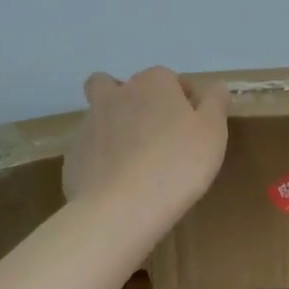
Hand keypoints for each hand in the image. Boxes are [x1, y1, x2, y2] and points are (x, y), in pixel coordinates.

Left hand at [64, 67, 228, 241]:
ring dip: (115, 128)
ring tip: (134, 162)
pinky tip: (117, 184)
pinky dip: (102, 159)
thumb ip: (215, 103)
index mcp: (153, 83)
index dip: (182, 100)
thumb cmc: (177, 165)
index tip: (192, 127)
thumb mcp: (212, 132)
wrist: (120, 209)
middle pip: (122, 87)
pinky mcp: (74, 156)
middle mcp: (116, 95)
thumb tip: (215, 86)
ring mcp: (89, 125)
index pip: (170, 79)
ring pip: (101, 116)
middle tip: (155, 134)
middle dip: (135, 102)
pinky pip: (90, 150)